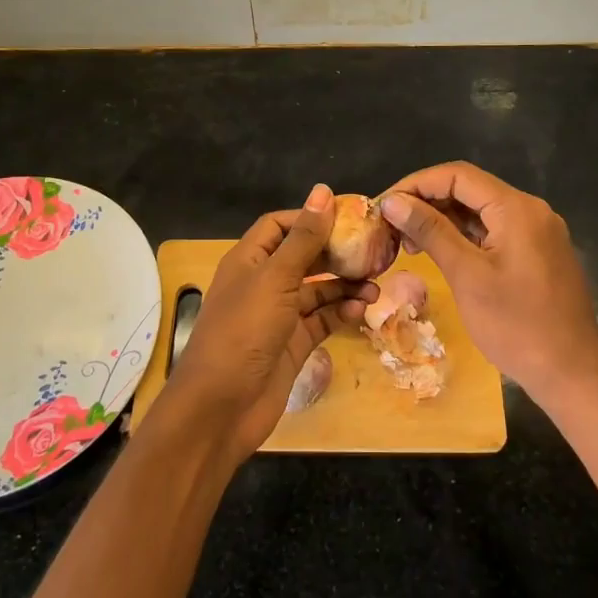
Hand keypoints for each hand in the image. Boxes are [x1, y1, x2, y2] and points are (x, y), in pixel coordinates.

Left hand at [165, 183, 374, 463]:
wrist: (221, 406)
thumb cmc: (244, 331)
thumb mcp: (275, 278)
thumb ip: (304, 238)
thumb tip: (323, 191)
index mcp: (249, 260)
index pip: (280, 226)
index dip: (310, 218)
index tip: (348, 217)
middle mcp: (263, 283)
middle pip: (303, 257)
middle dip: (336, 254)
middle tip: (373, 252)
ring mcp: (278, 316)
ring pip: (317, 291)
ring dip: (344, 286)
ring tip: (375, 286)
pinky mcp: (292, 345)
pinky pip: (321, 320)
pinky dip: (341, 313)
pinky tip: (362, 311)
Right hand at [379, 162, 597, 402]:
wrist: (571, 373)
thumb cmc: (515, 325)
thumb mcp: (466, 275)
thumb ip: (430, 231)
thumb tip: (392, 201)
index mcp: (517, 209)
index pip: (458, 176)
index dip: (417, 184)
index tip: (385, 205)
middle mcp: (531, 210)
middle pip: (470, 190)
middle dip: (427, 202)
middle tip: (392, 227)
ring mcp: (537, 232)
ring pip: (481, 212)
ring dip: (443, 221)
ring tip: (408, 243)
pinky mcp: (537, 253)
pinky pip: (494, 231)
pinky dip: (464, 237)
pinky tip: (439, 252)